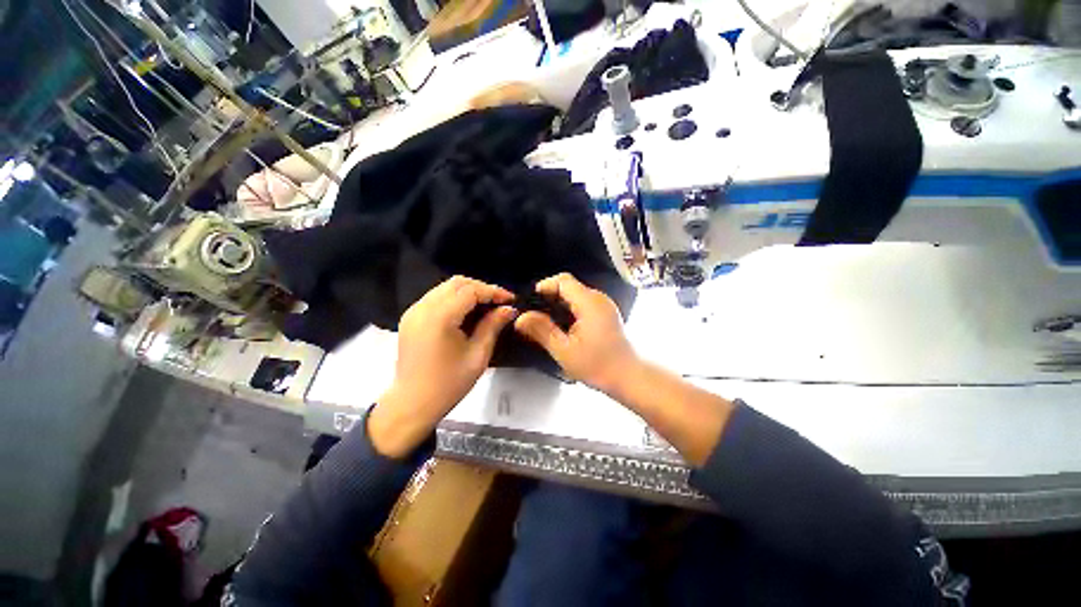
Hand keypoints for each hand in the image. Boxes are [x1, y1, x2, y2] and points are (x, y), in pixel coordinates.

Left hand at [370, 276, 515, 456]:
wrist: (412, 403)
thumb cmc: (449, 384)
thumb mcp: (478, 355)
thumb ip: (493, 326)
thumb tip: (509, 309)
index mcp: (440, 318)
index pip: (470, 291)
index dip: (493, 291)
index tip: (511, 299)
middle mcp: (423, 307)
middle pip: (457, 283)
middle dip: (481, 288)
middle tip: (499, 302)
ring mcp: (414, 311)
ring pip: (446, 287)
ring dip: (468, 291)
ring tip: (486, 305)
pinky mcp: (410, 317)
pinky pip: (436, 297)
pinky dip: (455, 298)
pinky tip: (467, 311)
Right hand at [513, 273, 638, 393]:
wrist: (628, 377)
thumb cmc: (597, 365)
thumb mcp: (564, 350)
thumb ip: (542, 330)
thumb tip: (521, 317)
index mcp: (589, 303)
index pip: (563, 280)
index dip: (545, 286)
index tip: (531, 302)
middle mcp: (599, 298)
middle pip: (569, 286)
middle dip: (549, 298)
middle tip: (534, 316)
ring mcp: (604, 305)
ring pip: (576, 295)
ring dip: (559, 305)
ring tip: (546, 322)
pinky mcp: (606, 313)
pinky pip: (583, 303)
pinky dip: (570, 310)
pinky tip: (563, 327)